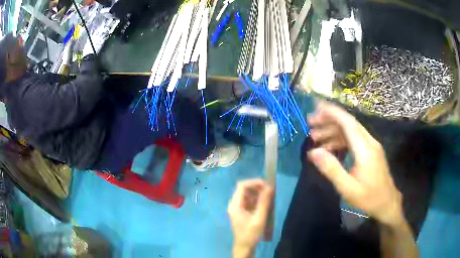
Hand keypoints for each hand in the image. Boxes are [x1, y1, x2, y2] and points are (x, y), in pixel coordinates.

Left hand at [228, 179, 273, 255]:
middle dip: (257, 188)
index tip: (266, 185)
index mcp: (235, 205)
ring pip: (248, 195)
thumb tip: (270, 186)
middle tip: (270, 191)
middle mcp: (234, 204)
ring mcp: (238, 208)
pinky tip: (266, 204)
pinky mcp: (242, 212)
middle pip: (244, 189)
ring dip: (258, 194)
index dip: (254, 182)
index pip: (242, 186)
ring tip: (269, 197)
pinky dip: (257, 200)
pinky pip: (249, 202)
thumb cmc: (250, 234)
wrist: (244, 247)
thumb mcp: (259, 218)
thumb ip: (264, 202)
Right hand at [307, 102, 403, 225]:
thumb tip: (313, 152)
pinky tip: (330, 148)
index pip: (348, 123)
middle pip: (348, 123)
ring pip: (351, 131)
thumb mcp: (347, 188)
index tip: (315, 109)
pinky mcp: (371, 151)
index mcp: (364, 149)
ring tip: (315, 139)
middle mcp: (369, 142)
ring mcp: (371, 145)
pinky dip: (340, 140)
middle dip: (328, 120)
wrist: (387, 203)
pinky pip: (354, 139)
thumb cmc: (368, 198)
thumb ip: (331, 169)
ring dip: (333, 131)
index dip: (331, 113)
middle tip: (310, 125)